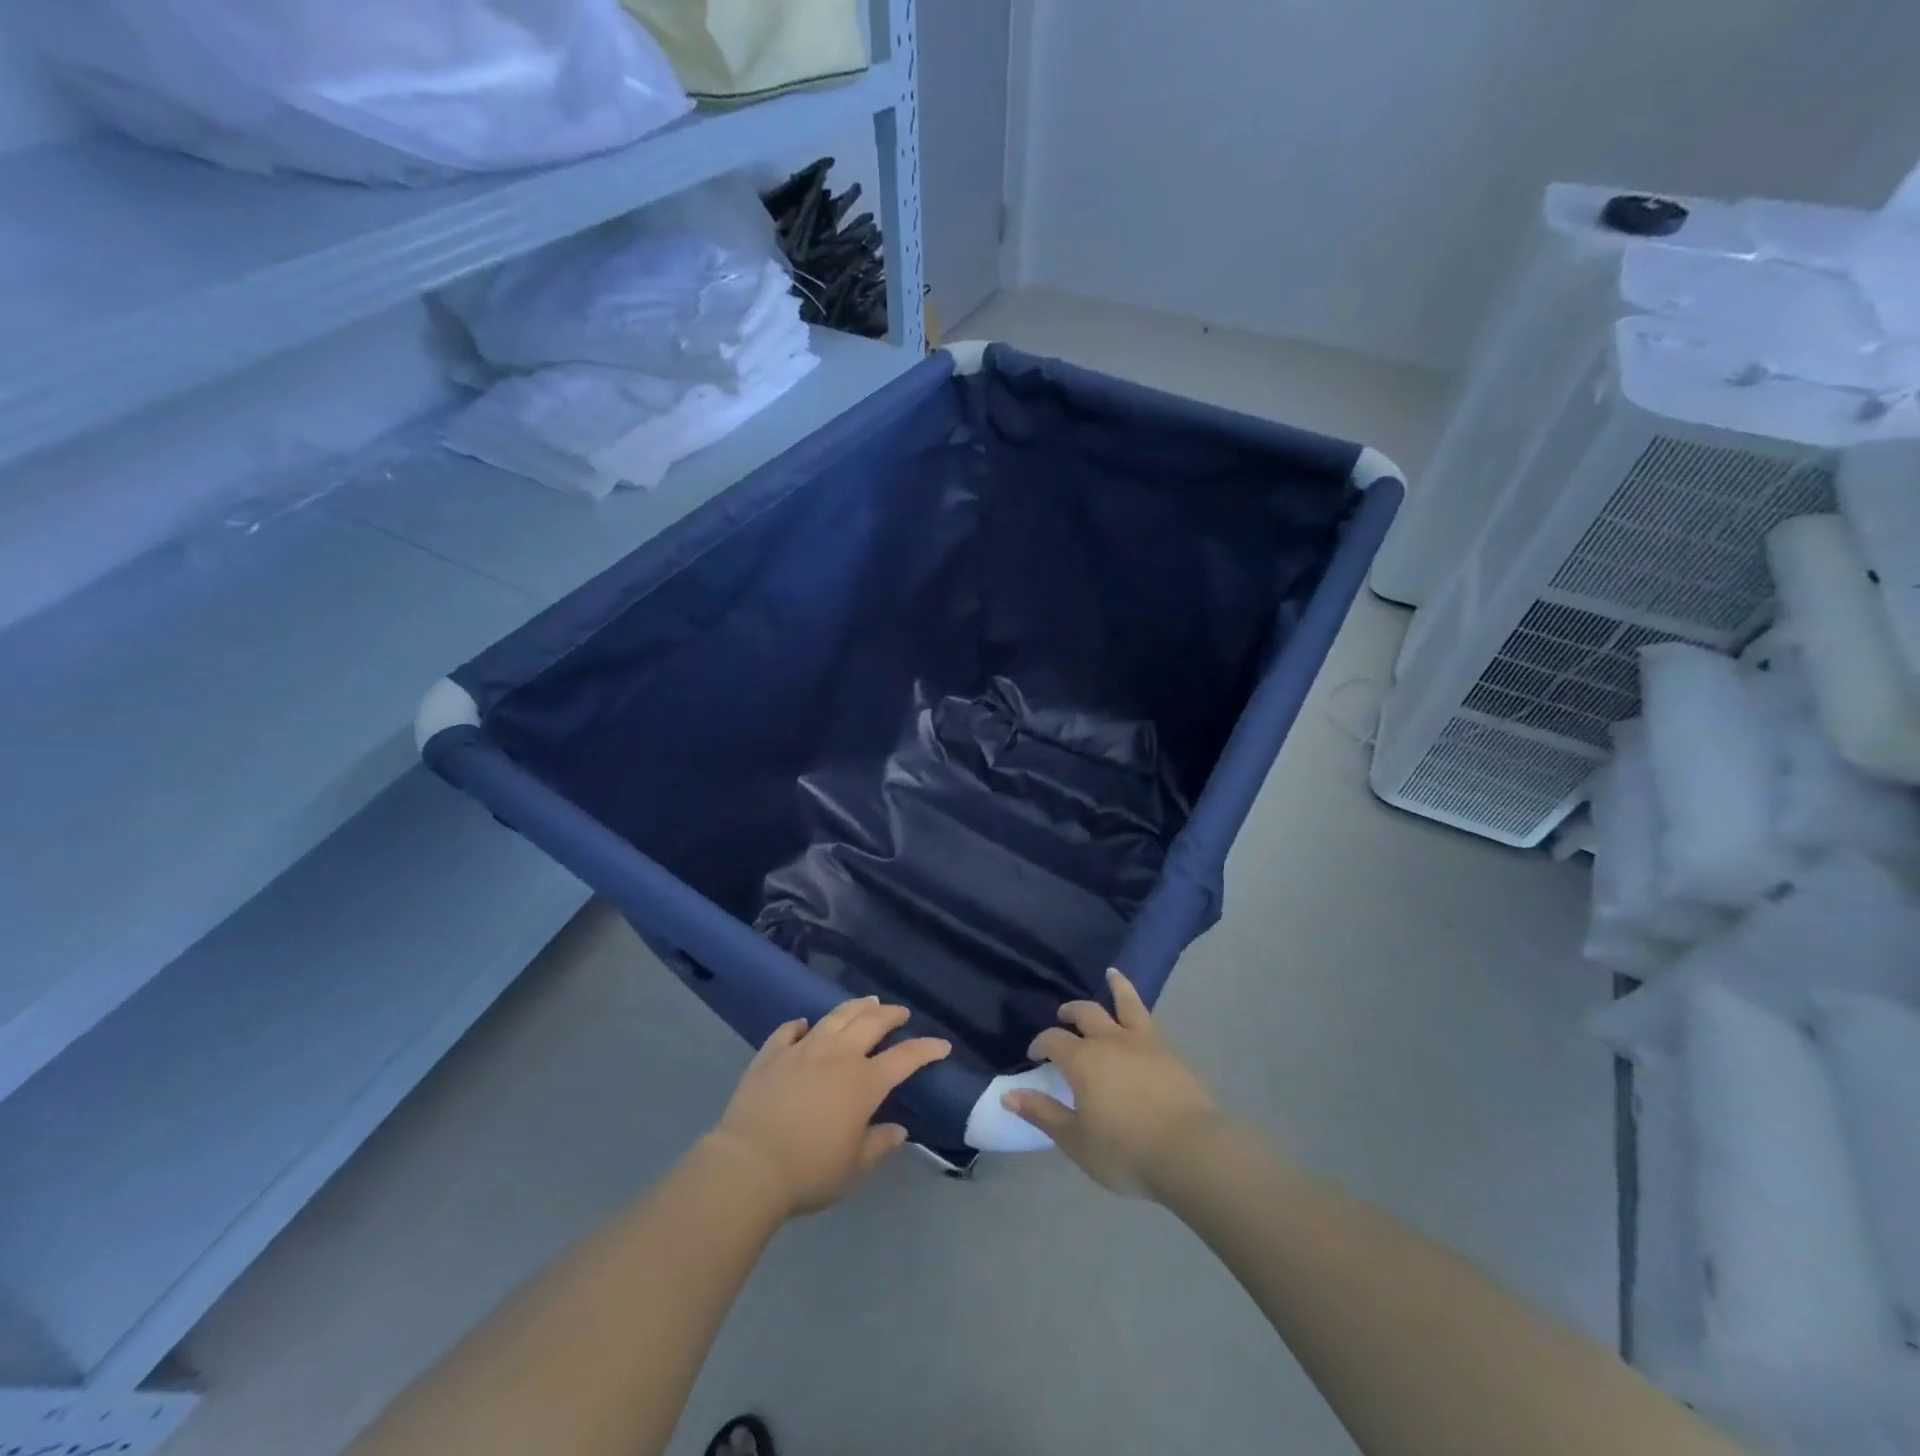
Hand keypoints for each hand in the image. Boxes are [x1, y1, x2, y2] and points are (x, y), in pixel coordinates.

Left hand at [707, 997, 950, 1216]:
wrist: (749, 1165)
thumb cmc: (809, 1171)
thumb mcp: (854, 1167)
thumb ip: (879, 1144)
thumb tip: (899, 1130)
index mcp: (864, 1082)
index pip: (905, 1057)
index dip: (926, 1049)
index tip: (942, 1045)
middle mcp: (838, 1056)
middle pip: (871, 1023)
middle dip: (891, 1015)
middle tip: (900, 1012)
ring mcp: (803, 1049)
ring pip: (835, 1018)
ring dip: (855, 1007)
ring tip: (866, 1002)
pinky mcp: (771, 1054)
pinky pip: (788, 1031)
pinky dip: (799, 1025)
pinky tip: (803, 1025)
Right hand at [1002, 968, 1219, 1197]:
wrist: (1189, 1151)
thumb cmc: (1124, 1150)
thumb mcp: (1075, 1139)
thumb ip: (1042, 1113)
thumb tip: (1007, 1094)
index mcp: (1082, 1060)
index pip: (1053, 1040)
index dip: (1040, 1043)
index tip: (1035, 1055)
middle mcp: (1110, 1040)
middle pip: (1085, 1014)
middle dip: (1070, 1012)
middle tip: (1063, 1016)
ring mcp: (1144, 1042)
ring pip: (1126, 1003)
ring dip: (1116, 987)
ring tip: (1111, 974)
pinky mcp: (1170, 1052)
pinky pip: (1150, 1020)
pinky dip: (1140, 1009)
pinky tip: (1142, 1016)